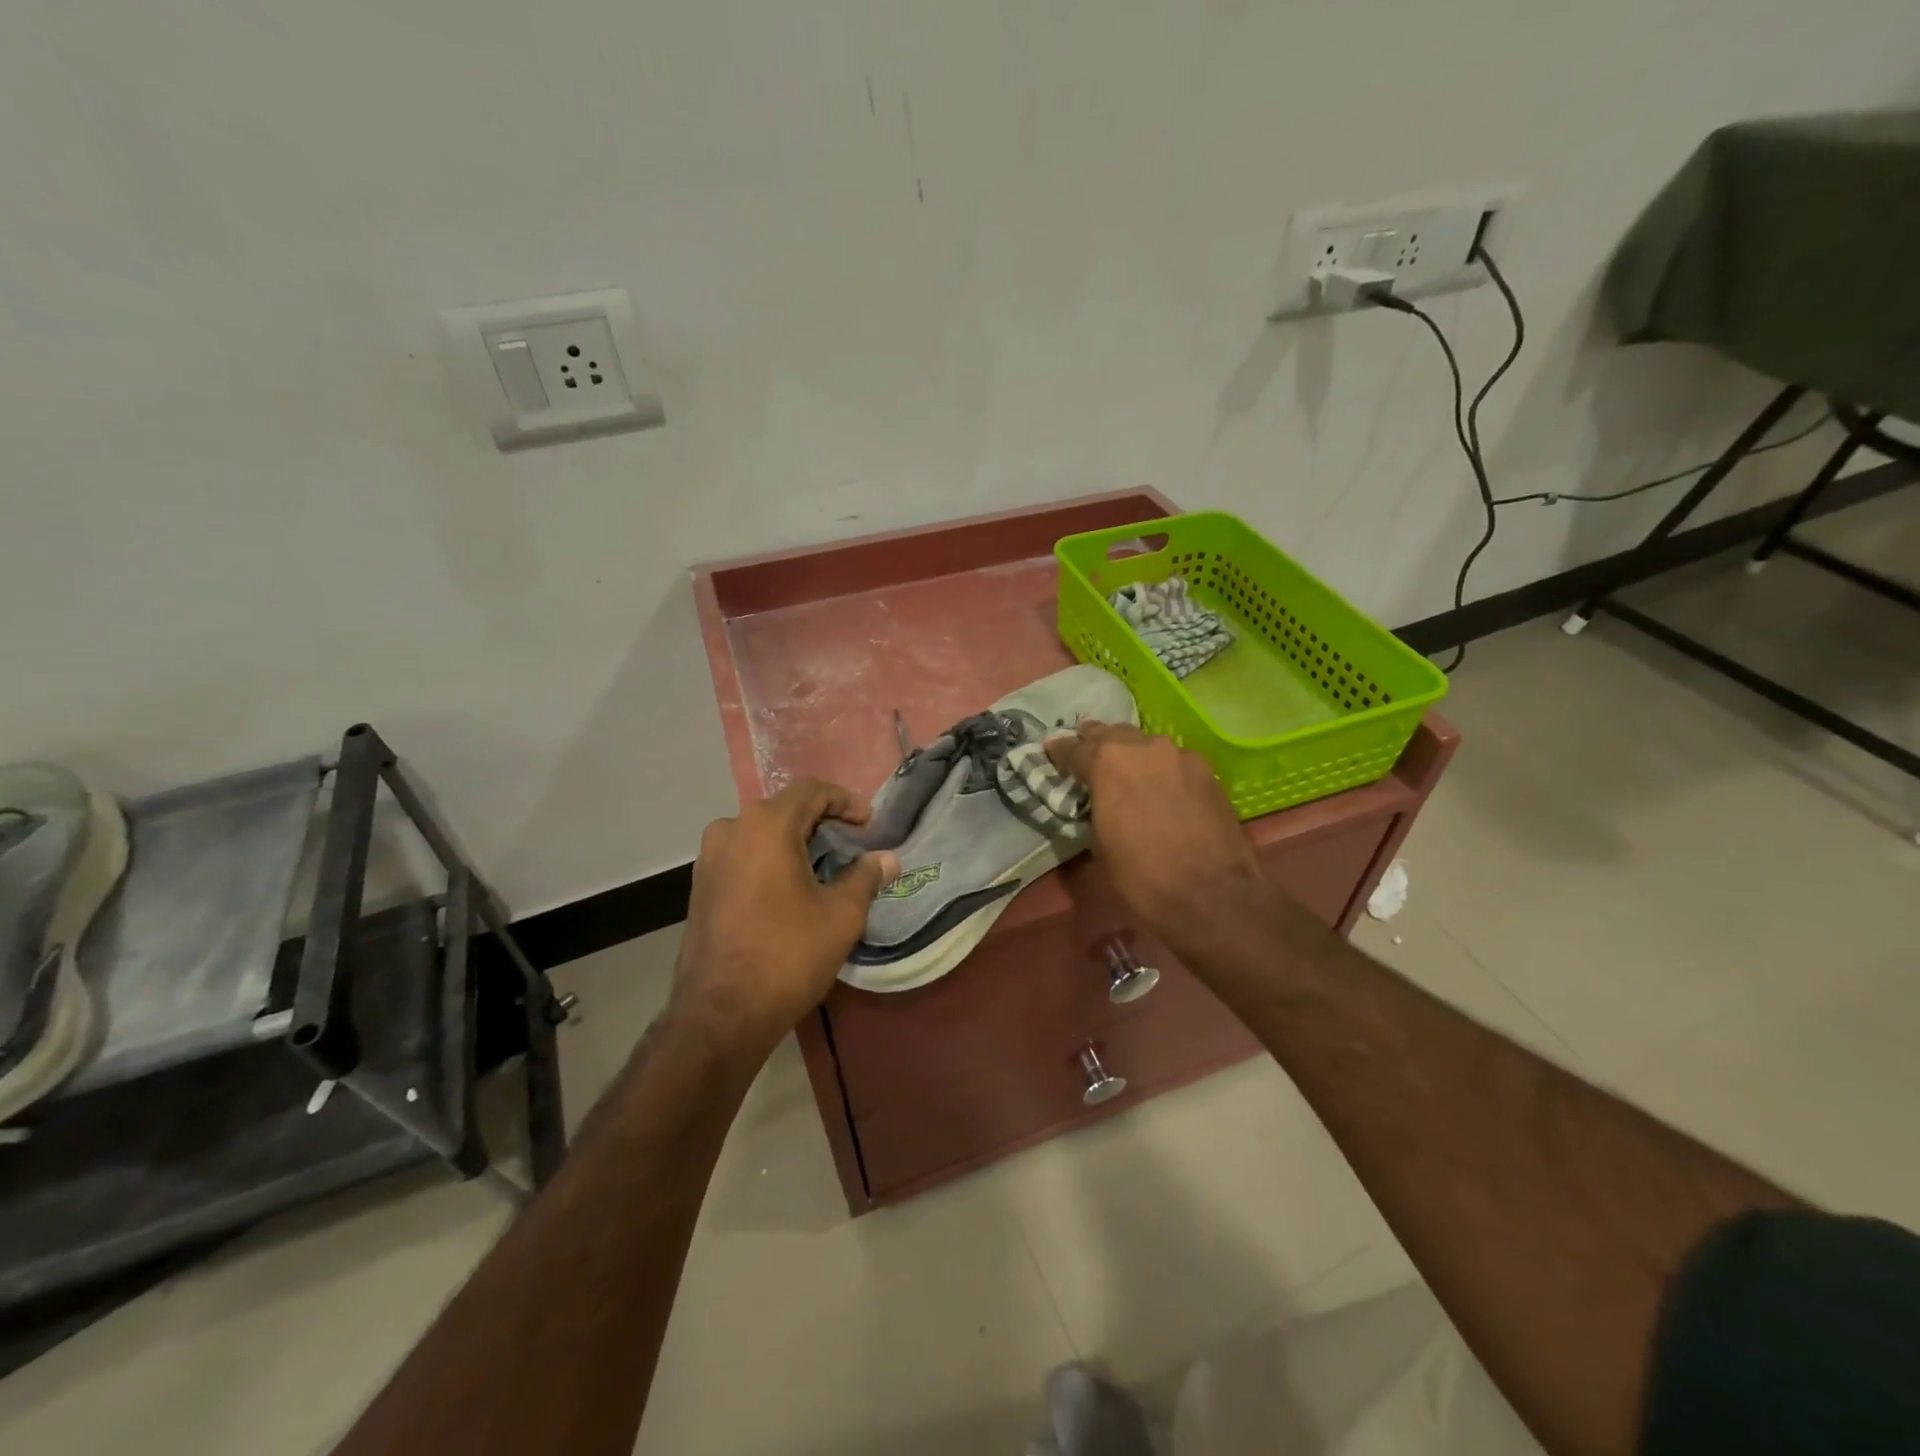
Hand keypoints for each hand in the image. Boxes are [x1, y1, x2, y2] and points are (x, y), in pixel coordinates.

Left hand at [671, 779, 897, 1061]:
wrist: (721, 1014)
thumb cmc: (788, 954)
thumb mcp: (841, 915)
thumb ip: (865, 877)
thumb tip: (887, 858)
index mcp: (765, 825)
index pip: (811, 791)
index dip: (845, 801)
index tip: (869, 824)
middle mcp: (730, 829)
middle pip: (784, 809)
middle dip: (821, 821)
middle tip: (851, 843)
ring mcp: (709, 858)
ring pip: (761, 832)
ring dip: (795, 841)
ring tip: (824, 865)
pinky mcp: (700, 885)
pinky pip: (743, 855)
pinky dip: (771, 859)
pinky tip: (791, 887)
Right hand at [1046, 723, 1265, 953]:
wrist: (1212, 895)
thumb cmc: (1143, 876)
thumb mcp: (1100, 844)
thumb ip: (1092, 808)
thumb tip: (1093, 801)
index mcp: (1107, 762)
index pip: (1073, 748)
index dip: (1059, 751)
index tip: (1051, 751)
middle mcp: (1143, 747)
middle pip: (1111, 734)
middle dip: (1096, 743)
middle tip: (1087, 755)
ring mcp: (1180, 755)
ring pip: (1145, 744)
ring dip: (1131, 754)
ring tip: (1126, 772)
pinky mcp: (1208, 770)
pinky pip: (1174, 761)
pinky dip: (1161, 769)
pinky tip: (1161, 788)